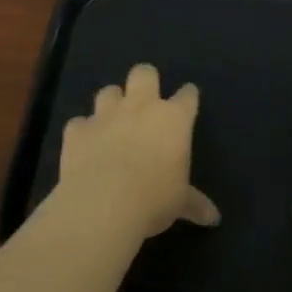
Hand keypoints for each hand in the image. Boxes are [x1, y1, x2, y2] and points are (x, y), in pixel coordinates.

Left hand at [56, 63, 220, 240]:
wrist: (103, 205)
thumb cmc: (154, 199)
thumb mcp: (180, 203)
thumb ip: (195, 203)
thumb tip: (214, 218)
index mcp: (173, 119)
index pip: (187, 95)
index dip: (188, 97)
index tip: (188, 101)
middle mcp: (141, 107)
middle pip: (144, 73)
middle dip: (145, 81)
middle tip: (145, 100)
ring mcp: (106, 115)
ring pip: (108, 91)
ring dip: (111, 103)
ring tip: (112, 121)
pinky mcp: (77, 130)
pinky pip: (79, 122)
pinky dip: (82, 131)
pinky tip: (83, 145)